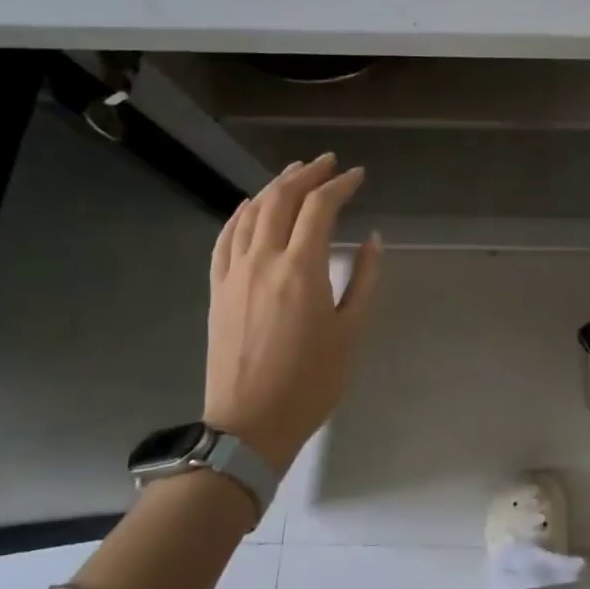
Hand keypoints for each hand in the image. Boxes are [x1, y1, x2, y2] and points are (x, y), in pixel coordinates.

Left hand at [204, 154, 383, 470]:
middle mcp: (263, 261)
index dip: (340, 185)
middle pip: (281, 200)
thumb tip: (372, 239)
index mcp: (301, 270)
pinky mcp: (217, 289)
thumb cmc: (311, 381)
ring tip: (295, 173)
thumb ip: (364, 279)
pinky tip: (249, 205)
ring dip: (274, 186)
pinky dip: (240, 214)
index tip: (358, 176)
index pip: (319, 208)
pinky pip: (225, 238)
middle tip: (328, 163)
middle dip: (306, 174)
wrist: (249, 426)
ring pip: (251, 213)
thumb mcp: (352, 331)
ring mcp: (233, 274)